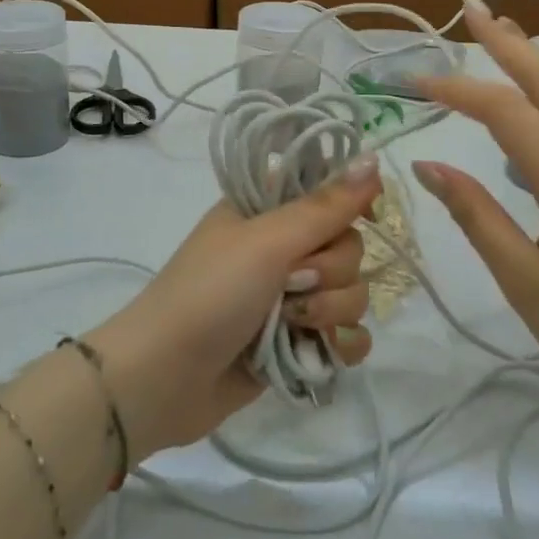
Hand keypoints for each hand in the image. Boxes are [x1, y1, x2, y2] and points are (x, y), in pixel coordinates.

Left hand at [85, 163, 379, 461]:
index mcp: (267, 210)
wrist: (164, 378)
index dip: (349, 205)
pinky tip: (325, 353)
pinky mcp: (298, 341)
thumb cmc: (210, 294)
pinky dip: (342, 345)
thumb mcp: (266, 241)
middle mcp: (281, 248)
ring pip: (352, 291)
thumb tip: (374, 159)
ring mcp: (291, 297)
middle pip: (348, 246)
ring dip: (332, 311)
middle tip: (292, 283)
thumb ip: (325, 206)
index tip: (360, 219)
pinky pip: (347, 334)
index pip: (329, 191)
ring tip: (294, 325)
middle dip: (331, 271)